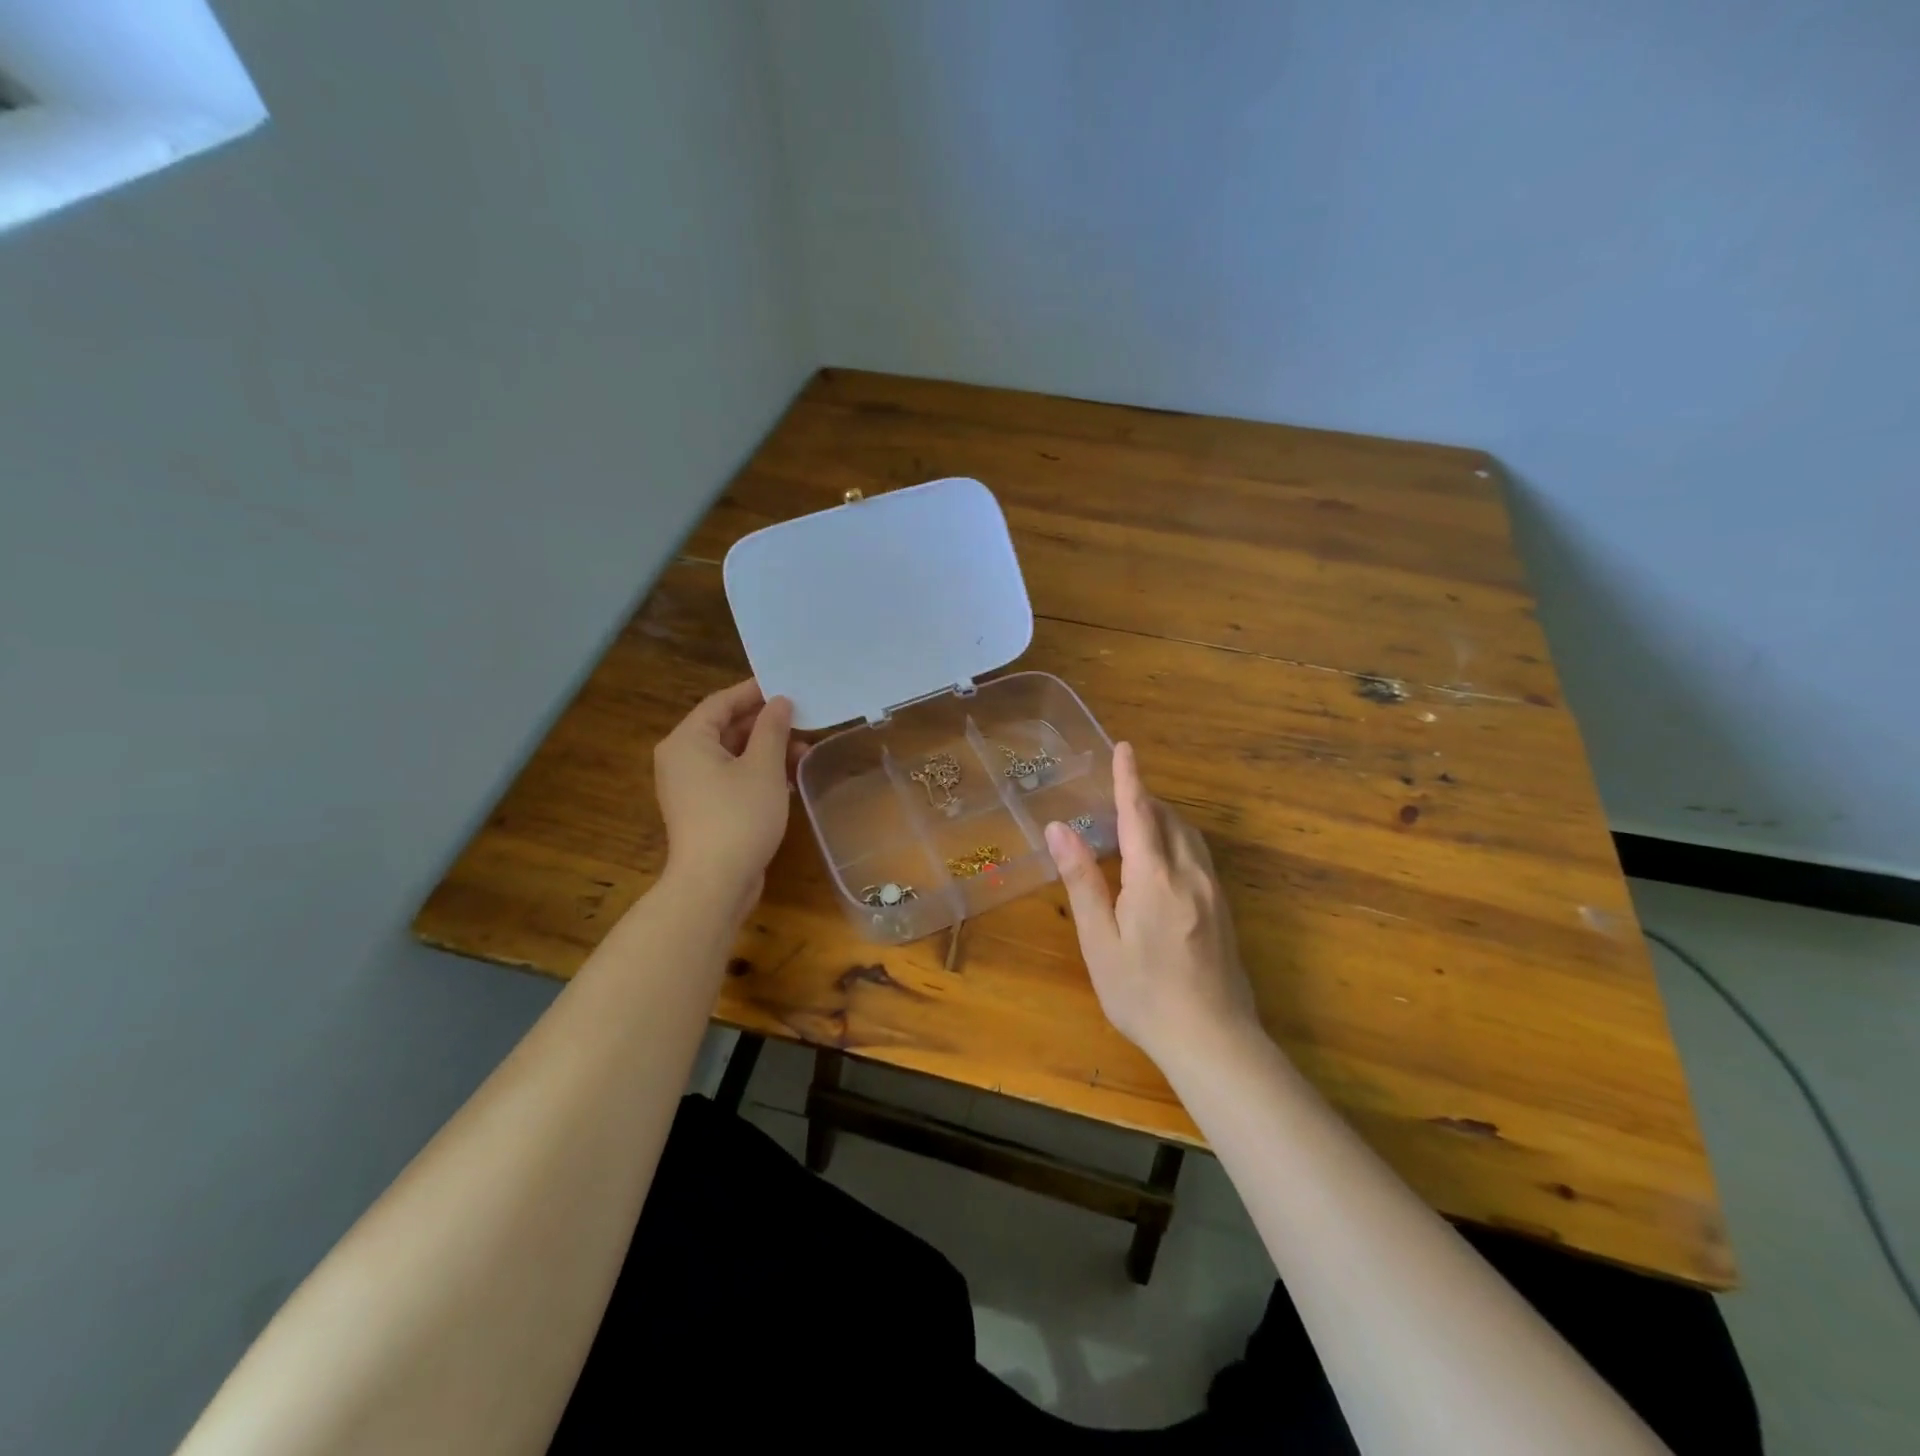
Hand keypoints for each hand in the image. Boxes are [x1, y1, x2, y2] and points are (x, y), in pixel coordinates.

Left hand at [653, 679, 800, 915]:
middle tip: (803, 720)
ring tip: (804, 751)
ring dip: (766, 750)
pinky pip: (730, 778)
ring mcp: (690, 787)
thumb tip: (780, 702)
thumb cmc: (739, 816)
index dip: (755, 692)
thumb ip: (773, 729)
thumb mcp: (763, 767)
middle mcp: (681, 759)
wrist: (715, 883)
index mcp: (687, 741)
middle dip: (766, 725)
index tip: (788, 686)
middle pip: (725, 728)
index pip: (721, 702)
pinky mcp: (703, 810)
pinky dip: (757, 773)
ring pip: (731, 755)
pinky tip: (789, 778)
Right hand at [1045, 741, 1258, 1066]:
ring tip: (1136, 822)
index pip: (1139, 813)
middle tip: (1115, 795)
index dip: (1129, 778)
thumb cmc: (1143, 994)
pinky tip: (1162, 862)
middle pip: (1169, 819)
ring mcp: (1214, 892)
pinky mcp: (1225, 909)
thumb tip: (1060, 829)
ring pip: (1189, 836)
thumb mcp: (1101, 942)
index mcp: (1154, 878)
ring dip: (1163, 818)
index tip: (1124, 747)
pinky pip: (1200, 856)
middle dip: (1144, 799)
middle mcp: (1190, 874)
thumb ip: (1082, 880)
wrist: (1213, 1040)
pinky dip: (1178, 841)